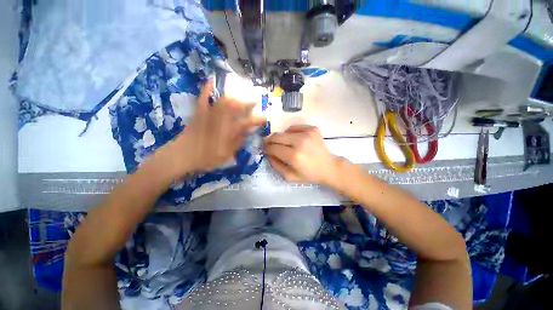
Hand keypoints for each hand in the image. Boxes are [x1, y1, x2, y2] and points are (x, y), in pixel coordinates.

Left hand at [159, 81, 265, 177]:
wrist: (183, 155)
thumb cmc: (207, 158)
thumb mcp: (227, 154)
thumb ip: (239, 142)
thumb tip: (248, 132)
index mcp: (230, 131)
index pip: (248, 122)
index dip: (258, 119)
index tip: (264, 119)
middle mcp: (222, 119)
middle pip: (237, 106)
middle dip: (248, 103)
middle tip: (254, 102)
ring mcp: (210, 114)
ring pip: (224, 100)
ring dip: (234, 96)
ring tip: (241, 96)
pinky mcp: (199, 112)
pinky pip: (203, 98)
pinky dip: (207, 89)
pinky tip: (211, 80)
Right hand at [264, 125, 341, 184]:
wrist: (329, 167)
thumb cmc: (310, 174)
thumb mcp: (290, 176)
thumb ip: (276, 165)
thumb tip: (268, 154)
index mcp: (294, 156)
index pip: (273, 148)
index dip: (266, 149)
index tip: (265, 150)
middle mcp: (300, 142)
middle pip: (276, 137)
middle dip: (270, 141)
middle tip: (269, 145)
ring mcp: (307, 133)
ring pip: (284, 131)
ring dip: (280, 138)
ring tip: (283, 144)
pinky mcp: (312, 129)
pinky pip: (294, 127)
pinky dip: (290, 132)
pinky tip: (293, 139)